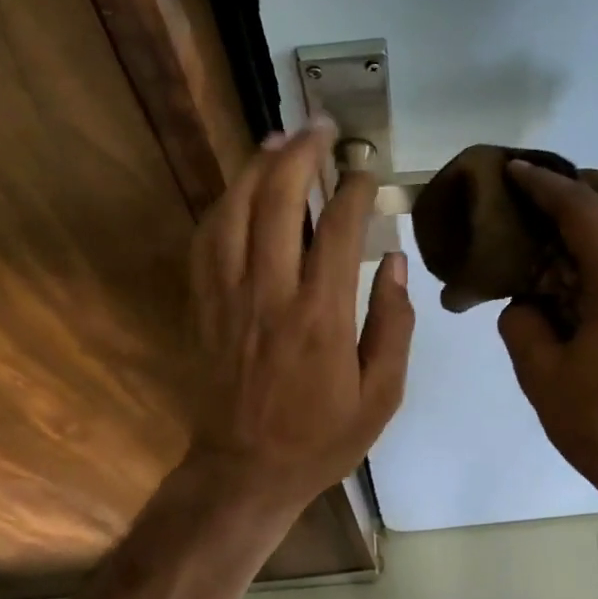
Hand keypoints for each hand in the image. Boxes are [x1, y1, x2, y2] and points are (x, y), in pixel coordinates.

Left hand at [187, 120, 413, 520]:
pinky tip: (240, 189)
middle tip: (321, 127)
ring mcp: (229, 297)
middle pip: (279, 202)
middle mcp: (270, 294)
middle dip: (302, 154)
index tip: (366, 171)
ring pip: (235, 211)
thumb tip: (394, 264)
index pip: (340, 231)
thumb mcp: (381, 396)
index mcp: (321, 317)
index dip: (354, 190)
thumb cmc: (321, 438)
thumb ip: (393, 326)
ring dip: (258, 167)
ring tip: (280, 138)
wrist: (245, 471)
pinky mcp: (203, 305)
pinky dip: (224, 204)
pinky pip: (206, 240)